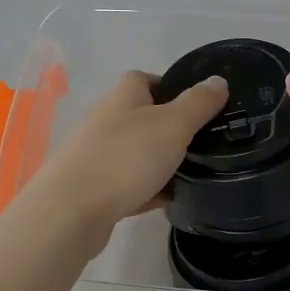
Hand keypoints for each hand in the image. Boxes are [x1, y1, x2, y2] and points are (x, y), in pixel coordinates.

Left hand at [20, 69, 227, 242]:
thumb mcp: (173, 124)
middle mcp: (107, 119)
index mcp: (124, 95)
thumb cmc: (126, 157)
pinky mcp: (95, 187)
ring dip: (162, 162)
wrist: (70, 211)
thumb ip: (199, 102)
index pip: (149, 79)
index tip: (201, 107)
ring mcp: (98, 154)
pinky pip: (130, 184)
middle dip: (172, 129)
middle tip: (204, 143)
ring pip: (138, 152)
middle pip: (145, 117)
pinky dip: (149, 190)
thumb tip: (218, 80)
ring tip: (194, 174)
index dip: (174, 88)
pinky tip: (169, 202)